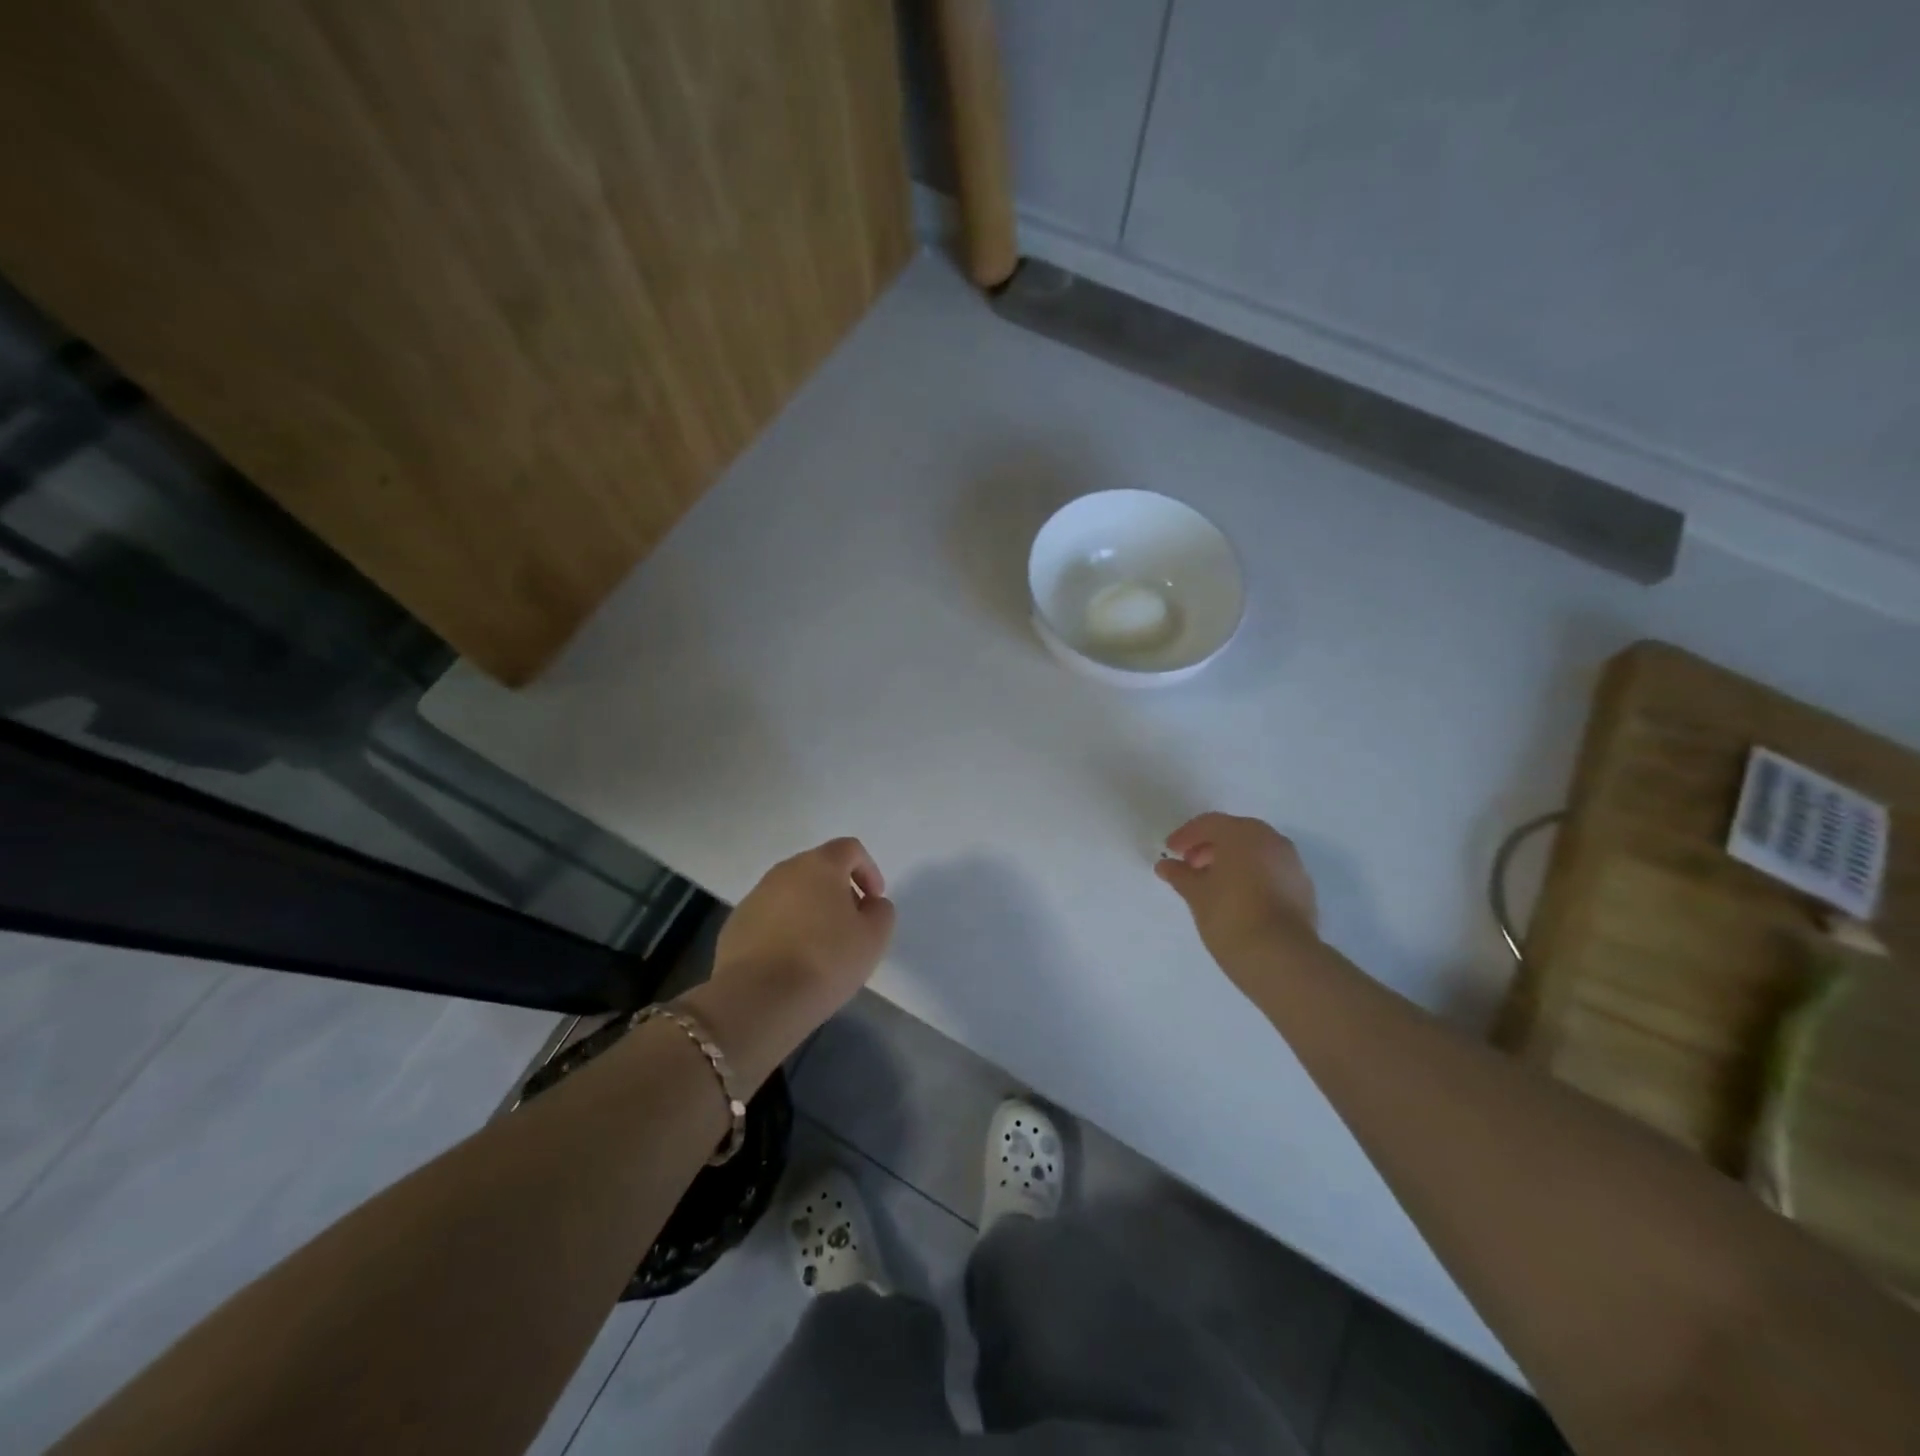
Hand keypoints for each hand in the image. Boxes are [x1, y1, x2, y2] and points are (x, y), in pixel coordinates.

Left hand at [702, 838, 896, 1043]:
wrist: (757, 999)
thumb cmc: (825, 960)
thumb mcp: (874, 937)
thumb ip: (881, 911)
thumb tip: (869, 904)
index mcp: (819, 865)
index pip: (850, 849)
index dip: (868, 871)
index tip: (874, 902)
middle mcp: (784, 871)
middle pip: (818, 869)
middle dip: (838, 891)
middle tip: (850, 926)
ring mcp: (755, 896)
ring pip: (792, 893)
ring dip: (810, 911)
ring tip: (820, 949)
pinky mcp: (735, 925)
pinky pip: (770, 918)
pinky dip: (785, 930)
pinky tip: (791, 962)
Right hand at [1155, 813, 1318, 980]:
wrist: (1281, 957)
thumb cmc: (1230, 916)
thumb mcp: (1196, 894)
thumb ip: (1180, 875)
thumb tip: (1166, 866)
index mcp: (1242, 834)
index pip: (1209, 823)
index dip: (1186, 835)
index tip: (1171, 852)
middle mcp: (1271, 840)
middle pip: (1235, 833)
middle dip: (1210, 846)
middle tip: (1191, 866)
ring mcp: (1292, 863)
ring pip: (1255, 851)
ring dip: (1232, 860)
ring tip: (1213, 884)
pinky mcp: (1303, 887)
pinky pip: (1270, 869)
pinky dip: (1252, 874)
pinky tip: (1238, 897)